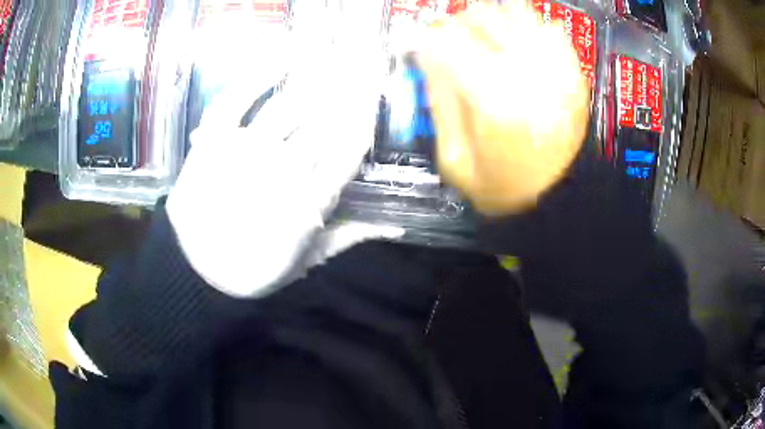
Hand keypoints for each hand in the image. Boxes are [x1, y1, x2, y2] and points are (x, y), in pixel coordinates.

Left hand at [166, 14, 401, 297]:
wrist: (199, 272)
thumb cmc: (255, 268)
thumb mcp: (308, 260)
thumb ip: (349, 237)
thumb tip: (396, 227)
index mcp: (310, 200)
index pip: (349, 149)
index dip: (365, 115)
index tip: (377, 90)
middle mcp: (282, 170)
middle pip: (324, 119)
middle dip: (349, 84)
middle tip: (367, 53)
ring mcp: (244, 152)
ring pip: (288, 104)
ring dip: (315, 72)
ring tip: (336, 46)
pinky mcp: (214, 142)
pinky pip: (234, 101)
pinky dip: (255, 75)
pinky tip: (281, 53)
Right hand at [419, 2, 589, 215]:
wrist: (558, 197)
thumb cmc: (503, 186)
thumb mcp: (455, 158)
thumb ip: (439, 101)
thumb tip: (426, 56)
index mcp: (491, 97)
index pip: (445, 39)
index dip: (427, 38)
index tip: (424, 48)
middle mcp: (525, 71)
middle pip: (480, 15)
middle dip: (458, 25)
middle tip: (456, 43)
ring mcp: (554, 67)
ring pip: (515, 11)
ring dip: (494, 20)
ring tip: (489, 40)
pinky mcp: (573, 71)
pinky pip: (549, 28)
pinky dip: (529, 28)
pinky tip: (521, 47)